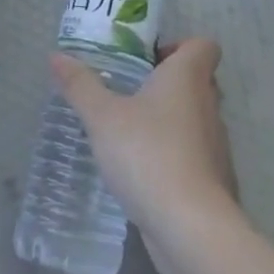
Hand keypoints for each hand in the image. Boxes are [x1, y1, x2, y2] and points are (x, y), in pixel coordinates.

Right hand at [50, 37, 239, 271]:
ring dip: (172, 121)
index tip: (149, 60)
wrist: (191, 228)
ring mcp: (217, 145)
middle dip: (169, 84)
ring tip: (133, 134)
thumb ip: (80, 85)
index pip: (204, 45)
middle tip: (132, 93)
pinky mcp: (215, 181)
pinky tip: (146, 173)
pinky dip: (177, 157)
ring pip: (197, 119)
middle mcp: (210, 104)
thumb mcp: (103, 117)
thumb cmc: (148, 154)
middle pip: (200, 80)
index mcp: (188, 77)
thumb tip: (56, 56)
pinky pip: (196, 155)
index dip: (181, 46)